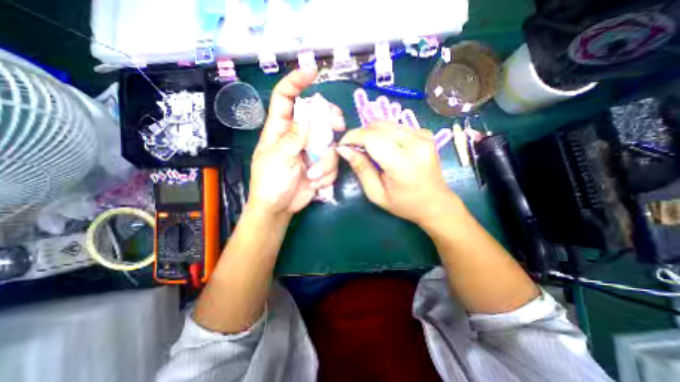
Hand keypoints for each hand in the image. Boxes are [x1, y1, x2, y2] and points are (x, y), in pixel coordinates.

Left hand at [247, 69, 345, 217]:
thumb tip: (308, 113)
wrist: (280, 207)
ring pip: (330, 143)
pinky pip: (332, 162)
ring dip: (326, 161)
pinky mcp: (321, 165)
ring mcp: (311, 151)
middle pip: (318, 116)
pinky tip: (315, 182)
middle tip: (337, 126)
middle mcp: (298, 136)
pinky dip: (326, 174)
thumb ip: (294, 136)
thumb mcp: (278, 158)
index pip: (285, 98)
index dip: (296, 82)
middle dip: (329, 120)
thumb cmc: (270, 182)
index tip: (312, 72)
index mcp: (280, 129)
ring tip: (313, 174)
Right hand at [339, 121, 455, 223]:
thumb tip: (344, 149)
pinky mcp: (425, 133)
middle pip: (377, 126)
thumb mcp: (376, 194)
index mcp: (404, 163)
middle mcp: (416, 143)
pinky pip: (396, 126)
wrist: (435, 203)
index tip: (342, 146)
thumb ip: (361, 169)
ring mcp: (424, 135)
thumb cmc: (404, 204)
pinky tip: (385, 149)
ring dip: (372, 134)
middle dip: (360, 135)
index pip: (371, 138)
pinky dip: (384, 134)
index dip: (352, 137)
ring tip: (369, 151)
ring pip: (386, 123)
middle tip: (354, 150)